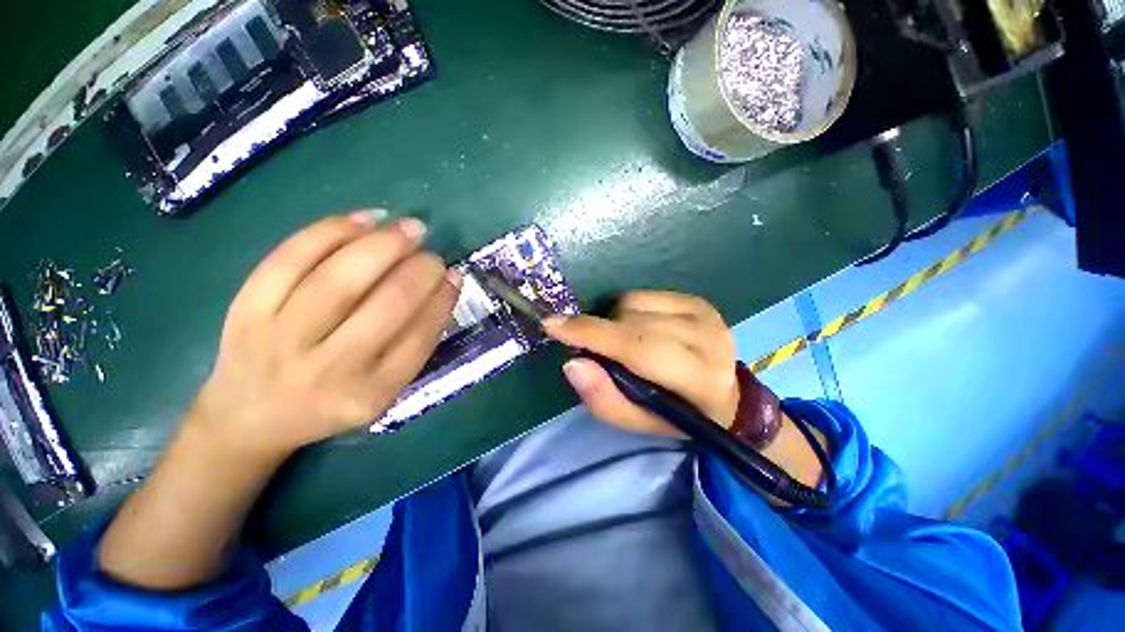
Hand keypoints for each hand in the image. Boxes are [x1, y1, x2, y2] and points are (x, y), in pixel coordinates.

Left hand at [191, 211, 460, 457]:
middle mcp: (327, 370)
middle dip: (420, 270)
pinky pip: (290, 259)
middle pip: (386, 305)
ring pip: (340, 278)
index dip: (442, 299)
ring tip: (410, 229)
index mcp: (369, 394)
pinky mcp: (247, 310)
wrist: (249, 417)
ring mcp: (280, 338)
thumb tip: (445, 285)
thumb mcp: (382, 391)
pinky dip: (332, 231)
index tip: (454, 275)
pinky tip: (365, 220)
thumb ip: (414, 345)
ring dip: (383, 244)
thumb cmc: (329, 403)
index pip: (420, 337)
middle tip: (433, 254)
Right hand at [543, 291, 738, 436]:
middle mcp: (707, 339)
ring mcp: (704, 313)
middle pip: (630, 322)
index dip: (591, 333)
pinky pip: (643, 295)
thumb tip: (573, 362)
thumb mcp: (636, 421)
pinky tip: (637, 328)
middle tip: (590, 347)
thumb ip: (603, 398)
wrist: (723, 396)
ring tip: (622, 343)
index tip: (553, 325)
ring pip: (633, 304)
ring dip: (615, 322)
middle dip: (599, 331)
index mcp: (698, 380)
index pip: (636, 347)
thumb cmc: (675, 415)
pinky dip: (628, 310)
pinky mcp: (697, 300)